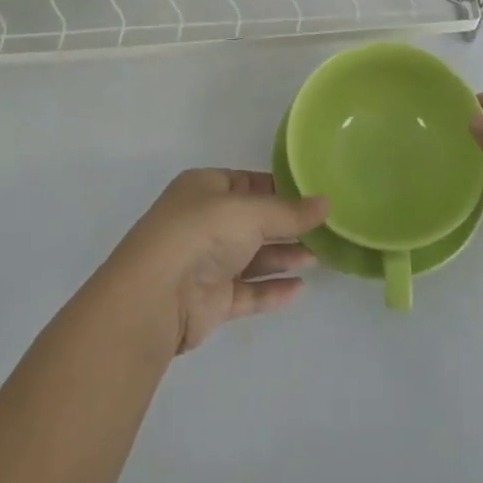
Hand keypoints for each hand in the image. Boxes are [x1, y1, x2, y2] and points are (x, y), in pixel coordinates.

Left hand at [102, 169, 328, 354]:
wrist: (155, 297)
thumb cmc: (201, 234)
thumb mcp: (249, 211)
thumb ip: (289, 212)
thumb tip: (326, 203)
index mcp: (206, 188)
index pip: (249, 183)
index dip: (281, 189)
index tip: (315, 197)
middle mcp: (205, 222)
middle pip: (254, 221)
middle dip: (287, 225)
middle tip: (324, 230)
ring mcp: (207, 262)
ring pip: (253, 256)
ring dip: (284, 256)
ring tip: (319, 257)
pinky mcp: (211, 299)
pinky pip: (248, 291)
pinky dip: (272, 289)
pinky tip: (299, 289)